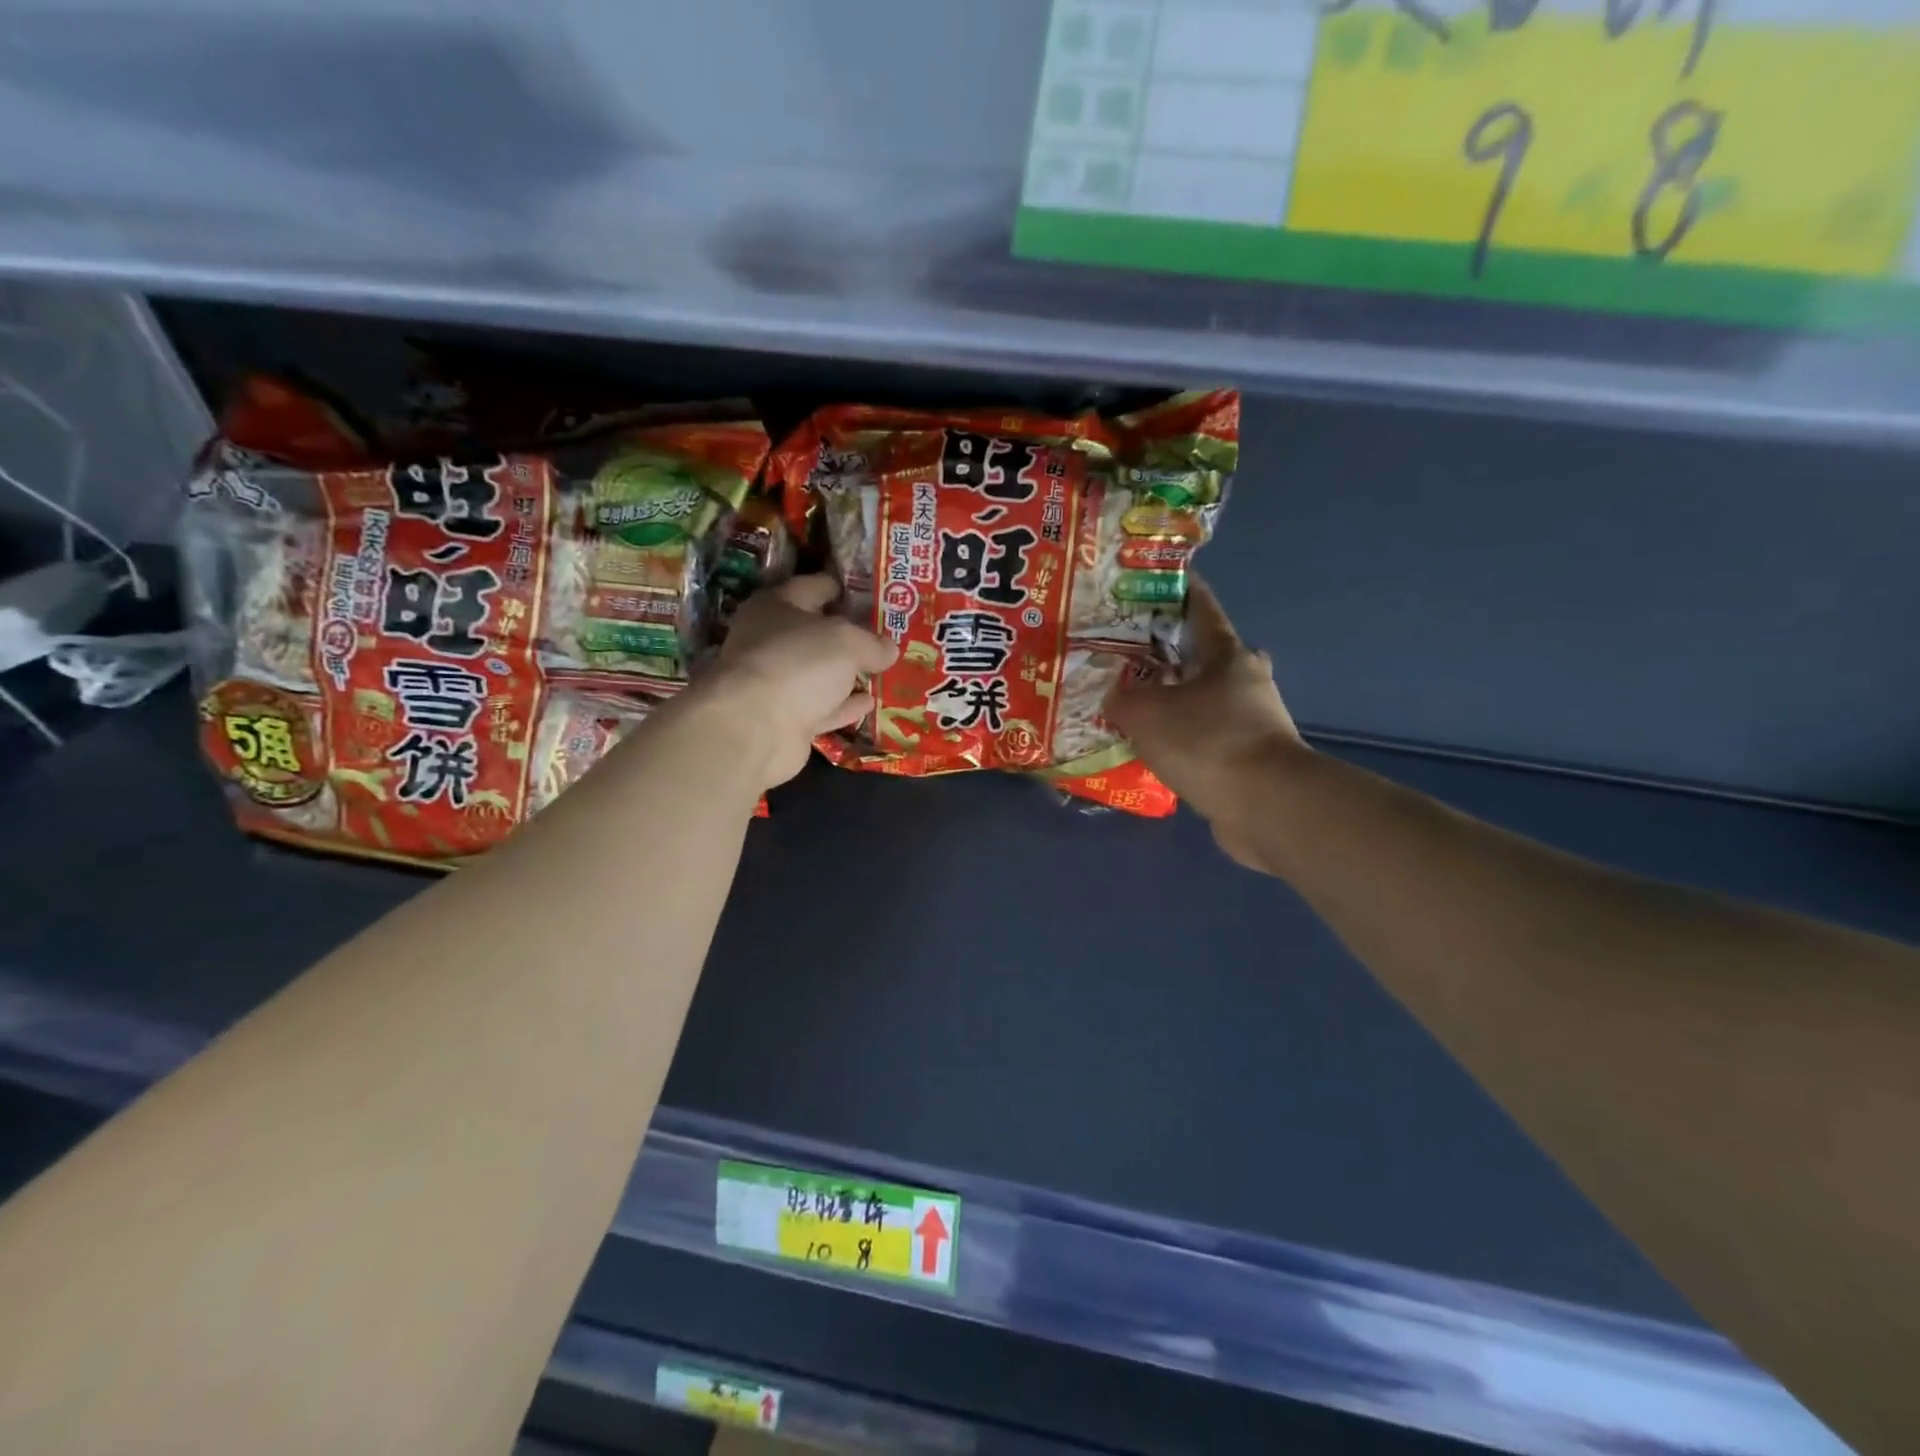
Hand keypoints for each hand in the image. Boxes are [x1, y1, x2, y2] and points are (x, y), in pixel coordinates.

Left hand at [706, 574, 897, 787]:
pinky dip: (844, 705)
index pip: (811, 587)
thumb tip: (890, 649)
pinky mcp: (784, 720)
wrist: (755, 728)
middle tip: (883, 632)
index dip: (840, 587)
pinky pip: (822, 707)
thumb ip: (872, 643)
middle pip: (814, 632)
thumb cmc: (798, 663)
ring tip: (882, 668)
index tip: (868, 590)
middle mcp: (769, 641)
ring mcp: (775, 683)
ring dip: (846, 672)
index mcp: (775, 606)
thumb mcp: (847, 642)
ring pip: (818, 673)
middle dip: (847, 633)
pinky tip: (870, 703)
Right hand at [1103, 580, 1309, 870]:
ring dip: (1172, 702)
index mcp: (1226, 654)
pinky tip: (1151, 750)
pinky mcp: (1248, 758)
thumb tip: (1114, 699)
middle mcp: (1245, 681)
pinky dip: (1180, 739)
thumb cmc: (1207, 741)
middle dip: (1166, 655)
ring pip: (1202, 700)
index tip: (1150, 584)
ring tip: (1130, 708)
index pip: (1200, 608)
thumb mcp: (1145, 712)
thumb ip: (1121, 699)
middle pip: (1201, 657)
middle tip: (1126, 658)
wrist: (1265, 806)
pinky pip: (1204, 738)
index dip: (1176, 592)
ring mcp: (1251, 721)